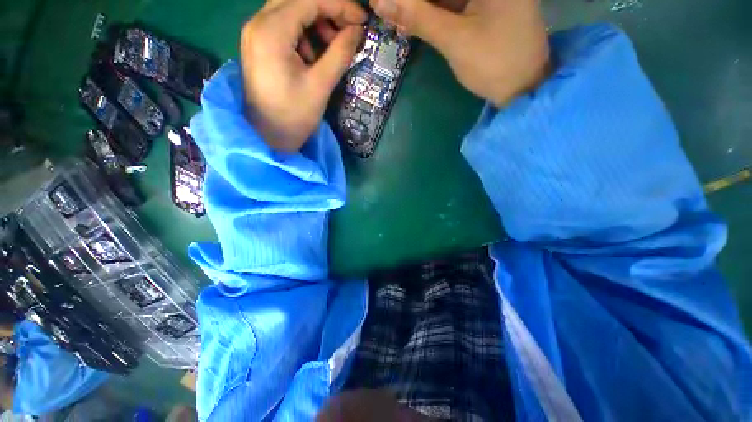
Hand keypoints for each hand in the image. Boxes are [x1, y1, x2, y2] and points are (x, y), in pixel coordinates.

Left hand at [240, 0, 366, 151]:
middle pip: (298, 0)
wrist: (267, 138)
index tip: (362, 21)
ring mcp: (255, 33)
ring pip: (291, 10)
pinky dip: (303, 34)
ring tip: (331, 49)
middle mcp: (258, 23)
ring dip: (315, 23)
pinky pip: (284, 26)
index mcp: (271, 32)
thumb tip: (357, 31)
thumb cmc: (294, 117)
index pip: (309, 0)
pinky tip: (312, 56)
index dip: (340, 6)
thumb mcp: (320, 86)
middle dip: (327, 12)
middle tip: (348, 33)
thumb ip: (340, 53)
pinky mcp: (258, 45)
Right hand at [371, 0, 548, 105]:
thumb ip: (418, 18)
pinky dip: (434, 16)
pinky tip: (416, 24)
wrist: (521, 89)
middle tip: (389, 11)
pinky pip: (454, 7)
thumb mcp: (454, 39)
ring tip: (398, 20)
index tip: (386, 3)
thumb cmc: (493, 63)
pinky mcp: (485, 10)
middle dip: (415, 3)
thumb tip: (381, 2)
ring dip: (422, 9)